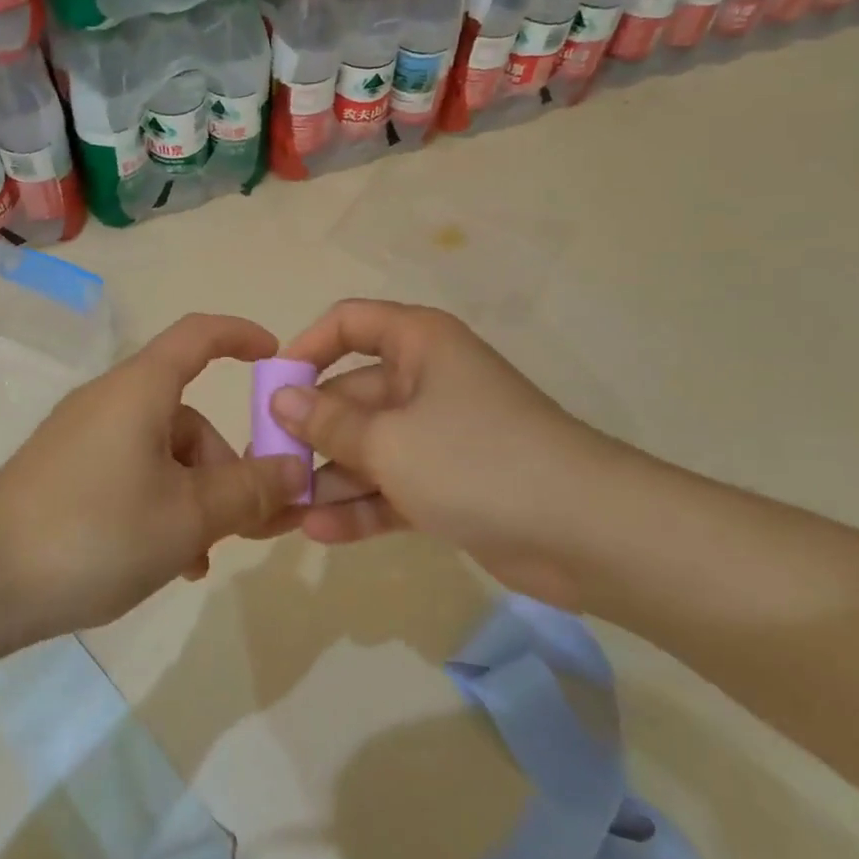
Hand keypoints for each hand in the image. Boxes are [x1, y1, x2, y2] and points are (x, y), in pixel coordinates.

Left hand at [0, 314, 307, 639]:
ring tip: (202, 558)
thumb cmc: (96, 531)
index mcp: (141, 389)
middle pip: (187, 416)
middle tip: (250, 524)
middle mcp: (111, 401)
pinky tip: (168, 561)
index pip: (198, 335)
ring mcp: (83, 438)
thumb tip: (295, 469)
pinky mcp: (65, 473)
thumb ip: (249, 491)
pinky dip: (160, 507)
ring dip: (195, 498)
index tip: (276, 359)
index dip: (240, 336)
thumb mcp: (188, 516)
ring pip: (162, 455)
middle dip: (226, 467)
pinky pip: (131, 476)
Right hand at [269, 299, 623, 607]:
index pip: (349, 323)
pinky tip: (320, 533)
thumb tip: (280, 398)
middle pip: (352, 394)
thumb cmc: (477, 461)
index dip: (307, 348)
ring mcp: (439, 435)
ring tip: (285, 511)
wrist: (590, 534)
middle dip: (310, 432)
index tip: (274, 388)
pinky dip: (362, 506)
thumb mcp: (389, 441)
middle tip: (268, 466)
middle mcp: (426, 381)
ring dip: (330, 477)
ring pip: (369, 447)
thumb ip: (328, 422)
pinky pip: (392, 485)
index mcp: (419, 344)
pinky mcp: (451, 483)